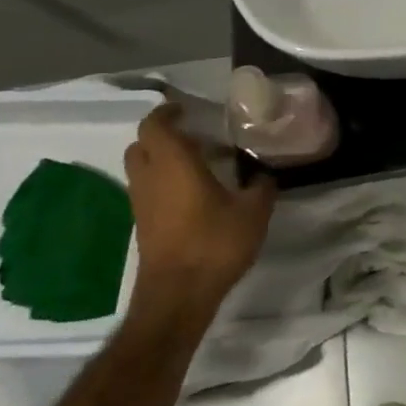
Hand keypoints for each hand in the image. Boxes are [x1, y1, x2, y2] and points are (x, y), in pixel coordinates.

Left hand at [123, 103, 276, 311]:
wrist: (178, 295)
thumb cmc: (215, 243)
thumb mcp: (254, 211)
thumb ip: (261, 186)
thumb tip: (264, 174)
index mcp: (174, 163)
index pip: (155, 125)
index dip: (167, 113)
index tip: (187, 110)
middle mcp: (150, 178)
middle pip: (142, 144)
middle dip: (163, 135)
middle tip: (195, 135)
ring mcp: (142, 204)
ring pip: (142, 169)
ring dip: (163, 160)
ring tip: (199, 164)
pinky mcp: (143, 225)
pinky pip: (148, 191)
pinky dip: (164, 183)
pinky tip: (195, 194)